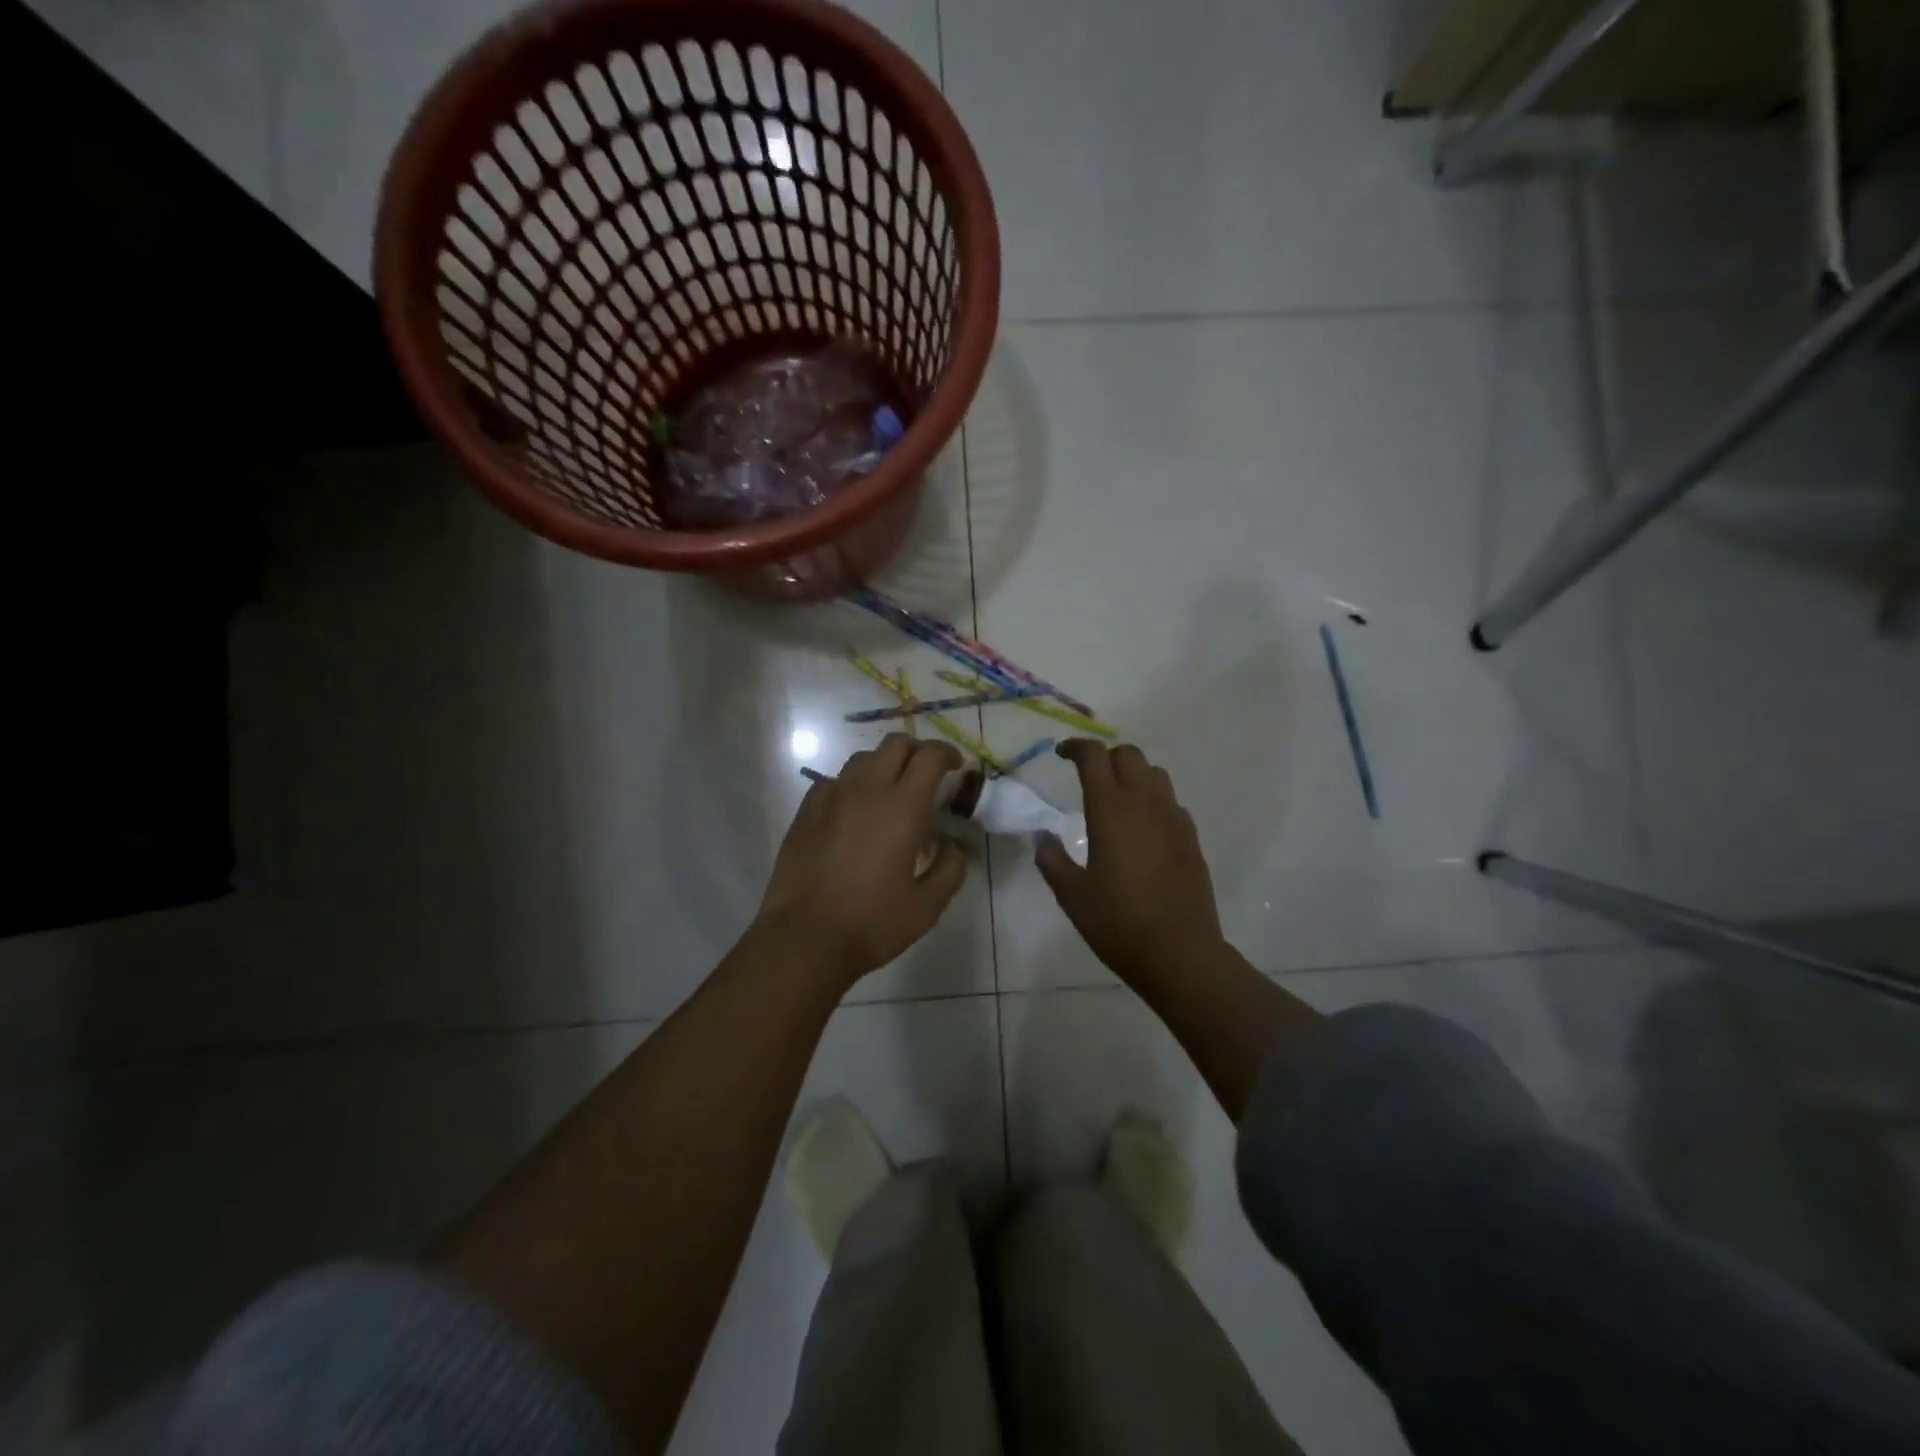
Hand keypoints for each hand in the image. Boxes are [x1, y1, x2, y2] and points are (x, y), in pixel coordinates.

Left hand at [755, 734, 966, 986]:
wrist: (804, 938)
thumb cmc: (871, 922)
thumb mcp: (927, 906)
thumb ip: (950, 868)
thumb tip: (954, 845)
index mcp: (902, 807)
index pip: (930, 757)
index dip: (948, 754)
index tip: (957, 767)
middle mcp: (866, 790)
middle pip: (895, 744)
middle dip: (918, 750)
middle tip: (927, 775)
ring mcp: (831, 796)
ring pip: (863, 758)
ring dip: (884, 765)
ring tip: (891, 791)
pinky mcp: (806, 810)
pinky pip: (834, 781)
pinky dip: (852, 785)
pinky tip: (854, 811)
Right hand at [1036, 741, 1226, 987]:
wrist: (1180, 953)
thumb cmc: (1119, 924)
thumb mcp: (1072, 896)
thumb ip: (1052, 860)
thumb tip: (1043, 837)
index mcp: (1110, 811)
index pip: (1094, 757)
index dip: (1076, 748)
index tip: (1061, 754)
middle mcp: (1145, 804)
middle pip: (1129, 755)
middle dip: (1106, 757)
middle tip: (1088, 777)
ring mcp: (1174, 819)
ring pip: (1155, 774)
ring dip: (1133, 774)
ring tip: (1117, 798)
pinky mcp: (1191, 838)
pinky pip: (1171, 802)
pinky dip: (1154, 800)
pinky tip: (1143, 828)